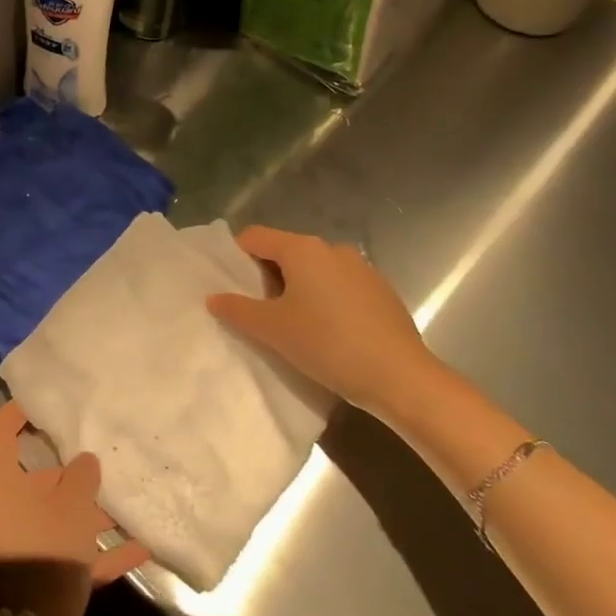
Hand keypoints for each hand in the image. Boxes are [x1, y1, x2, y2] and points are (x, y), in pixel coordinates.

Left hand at [0, 403, 150, 615]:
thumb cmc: (45, 545)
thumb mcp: (70, 503)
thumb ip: (81, 476)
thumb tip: (86, 461)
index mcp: (2, 481)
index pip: (3, 430)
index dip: (19, 411)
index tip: (44, 399)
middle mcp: (8, 508)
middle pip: (40, 477)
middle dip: (73, 469)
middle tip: (103, 452)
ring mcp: (26, 544)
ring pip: (62, 517)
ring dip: (94, 512)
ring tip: (130, 498)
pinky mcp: (45, 576)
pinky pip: (76, 554)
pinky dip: (104, 550)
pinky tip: (142, 546)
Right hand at [206, 225, 440, 415]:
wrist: (401, 378)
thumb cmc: (327, 344)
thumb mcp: (272, 329)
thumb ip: (237, 309)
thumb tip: (214, 297)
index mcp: (302, 249)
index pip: (254, 237)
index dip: (236, 259)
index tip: (231, 289)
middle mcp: (332, 248)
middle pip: (284, 252)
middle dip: (266, 278)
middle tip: (259, 313)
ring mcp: (361, 268)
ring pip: (313, 271)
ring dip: (296, 290)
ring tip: (293, 326)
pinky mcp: (381, 291)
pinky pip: (338, 286)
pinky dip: (324, 301)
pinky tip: (328, 334)